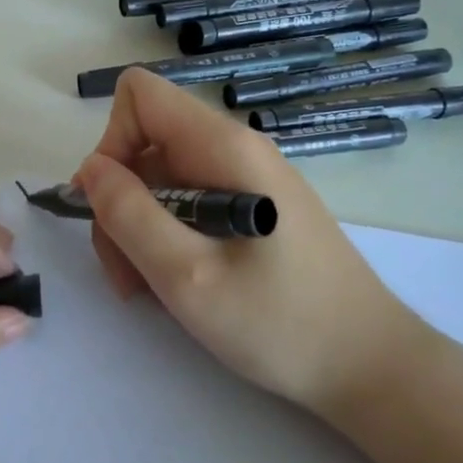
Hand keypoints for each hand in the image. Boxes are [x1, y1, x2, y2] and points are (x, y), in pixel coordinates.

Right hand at [73, 69, 426, 417]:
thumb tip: (90, 169)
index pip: (140, 95)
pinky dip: (167, 238)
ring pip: (161, 179)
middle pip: (144, 144)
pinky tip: (178, 284)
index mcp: (222, 147)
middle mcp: (234, 149)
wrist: (371, 367)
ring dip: (138, 228)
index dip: (111, 142)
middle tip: (125, 271)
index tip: (110, 205)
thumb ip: (128, 215)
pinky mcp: (252, 208)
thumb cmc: (280, 323)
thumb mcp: (186, 275)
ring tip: (149, 289)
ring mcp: (245, 179)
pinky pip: (188, 203)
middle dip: (120, 202)